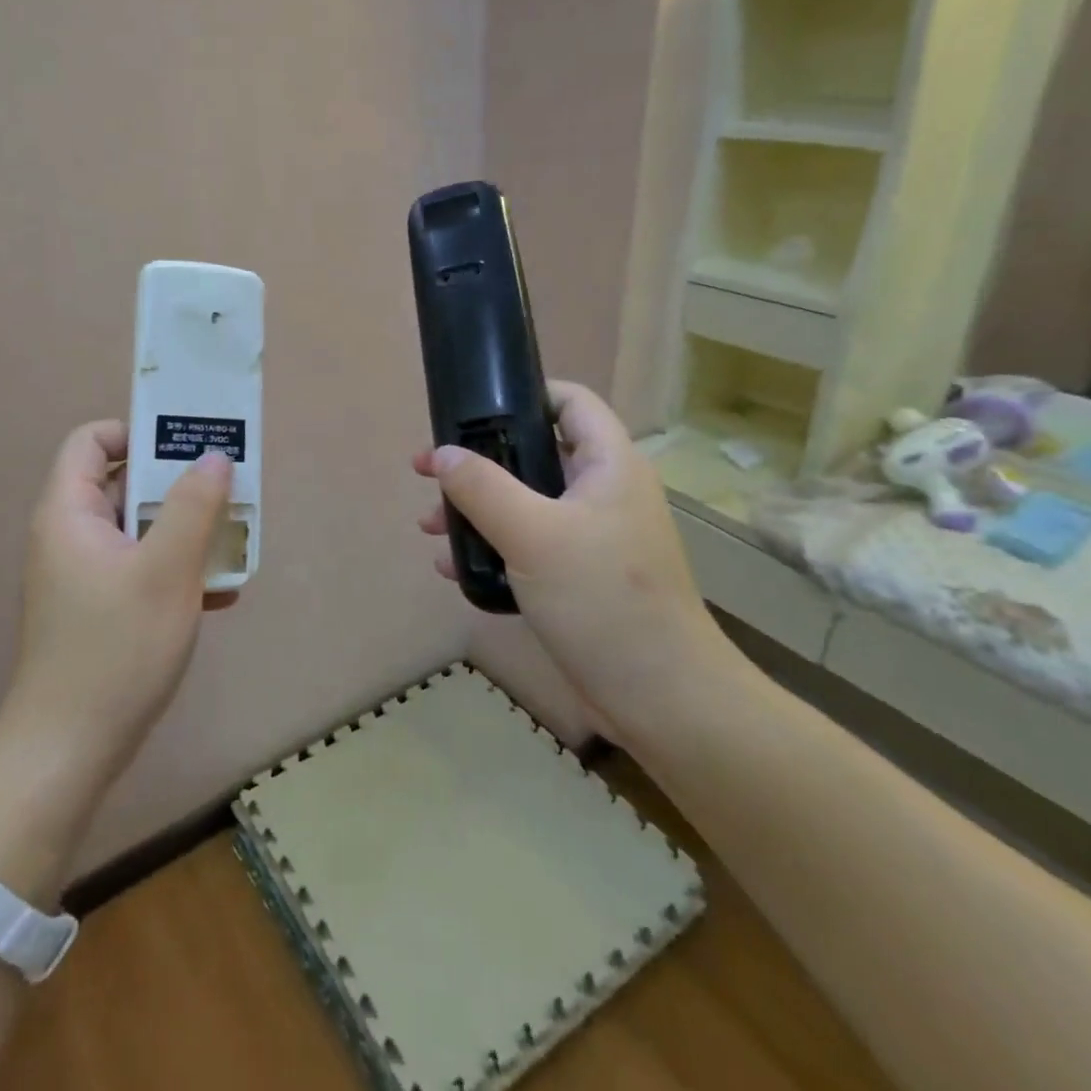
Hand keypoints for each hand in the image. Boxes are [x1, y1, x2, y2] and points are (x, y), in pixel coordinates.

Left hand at [0, 420, 235, 790]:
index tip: (186, 450)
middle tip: (227, 491)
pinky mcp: (98, 608)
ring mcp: (83, 574)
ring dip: (185, 531)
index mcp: (69, 512)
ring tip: (232, 542)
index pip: (92, 441)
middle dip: (178, 485)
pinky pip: (140, 567)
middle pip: (124, 483)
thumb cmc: (116, 648)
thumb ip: (194, 506)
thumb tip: (214, 457)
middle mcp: (70, 535)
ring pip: (139, 529)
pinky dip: (175, 569)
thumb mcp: (166, 570)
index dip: (137, 433)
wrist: (69, 752)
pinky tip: (219, 593)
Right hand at [414, 380, 743, 746]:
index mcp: (608, 464)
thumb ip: (482, 487)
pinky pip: (528, 544)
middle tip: (429, 473)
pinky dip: (491, 546)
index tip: (470, 409)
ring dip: (476, 508)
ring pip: (525, 502)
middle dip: (478, 462)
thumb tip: (441, 454)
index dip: (524, 393)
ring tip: (429, 527)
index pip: (571, 401)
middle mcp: (603, 491)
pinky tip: (453, 566)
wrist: (661, 697)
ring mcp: (593, 536)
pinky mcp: (581, 576)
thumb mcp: (532, 533)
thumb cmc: (601, 598)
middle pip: (534, 453)